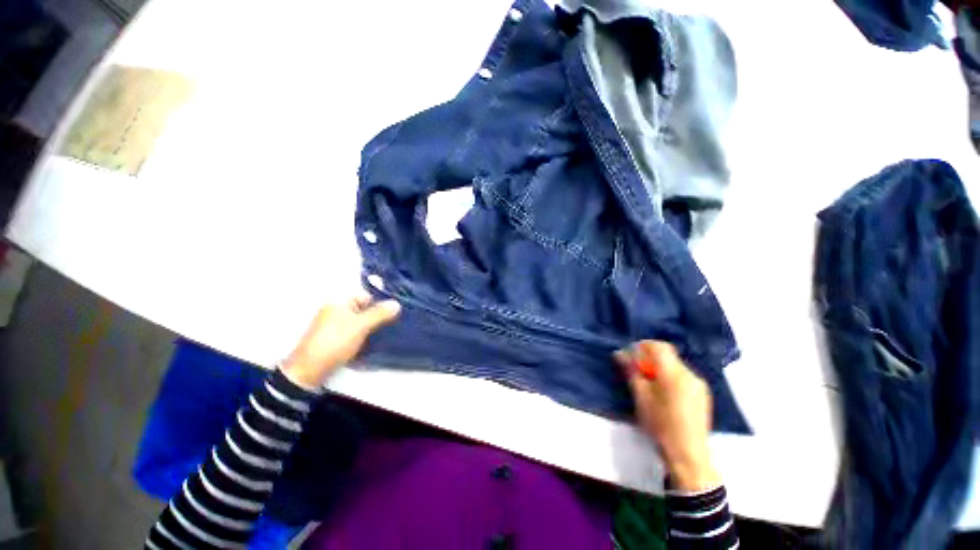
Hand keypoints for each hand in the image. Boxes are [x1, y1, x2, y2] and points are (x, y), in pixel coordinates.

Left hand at [282, 294, 400, 389]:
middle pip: (363, 310)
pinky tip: (370, 345)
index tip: (392, 315)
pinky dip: (362, 338)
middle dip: (376, 318)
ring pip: (359, 323)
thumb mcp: (361, 325)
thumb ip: (380, 313)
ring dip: (370, 329)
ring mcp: (332, 326)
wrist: (309, 371)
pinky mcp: (333, 340)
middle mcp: (334, 311)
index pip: (366, 296)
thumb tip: (396, 303)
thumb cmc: (335, 342)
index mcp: (339, 302)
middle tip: (390, 327)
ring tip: (383, 337)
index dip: (379, 304)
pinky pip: (353, 334)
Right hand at [615, 341, 719, 491]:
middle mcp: (690, 374)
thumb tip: (620, 353)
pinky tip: (664, 394)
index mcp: (674, 373)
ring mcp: (699, 385)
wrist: (688, 454)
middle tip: (637, 372)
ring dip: (660, 368)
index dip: (643, 346)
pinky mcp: (703, 395)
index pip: (659, 346)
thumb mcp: (641, 396)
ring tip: (650, 384)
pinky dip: (671, 377)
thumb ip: (631, 371)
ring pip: (675, 365)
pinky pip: (684, 376)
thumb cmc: (660, 424)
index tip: (631, 356)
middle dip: (650, 358)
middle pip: (668, 355)